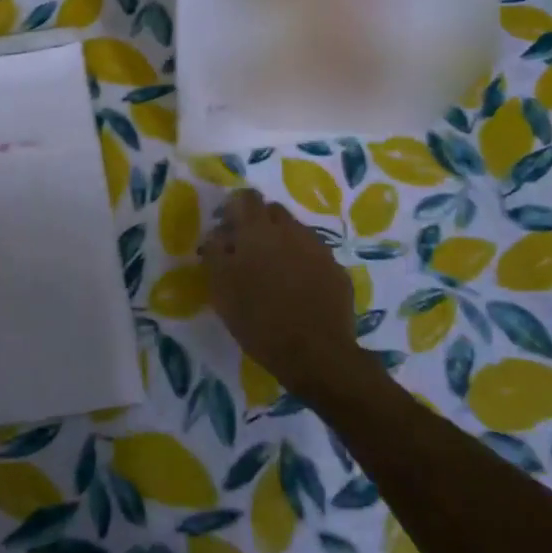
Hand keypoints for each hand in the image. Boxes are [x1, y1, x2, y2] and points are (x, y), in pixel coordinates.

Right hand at [200, 189, 365, 403]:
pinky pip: (315, 256)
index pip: (246, 197)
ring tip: (275, 273)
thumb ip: (214, 252)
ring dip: (283, 243)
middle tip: (249, 252)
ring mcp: (318, 248)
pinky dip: (304, 264)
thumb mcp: (221, 288)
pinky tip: (299, 289)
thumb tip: (217, 234)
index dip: (235, 208)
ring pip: (296, 232)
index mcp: (257, 230)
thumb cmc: (259, 320)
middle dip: (260, 223)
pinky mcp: (337, 270)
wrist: (317, 354)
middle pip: (273, 211)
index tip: (227, 229)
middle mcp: (291, 230)